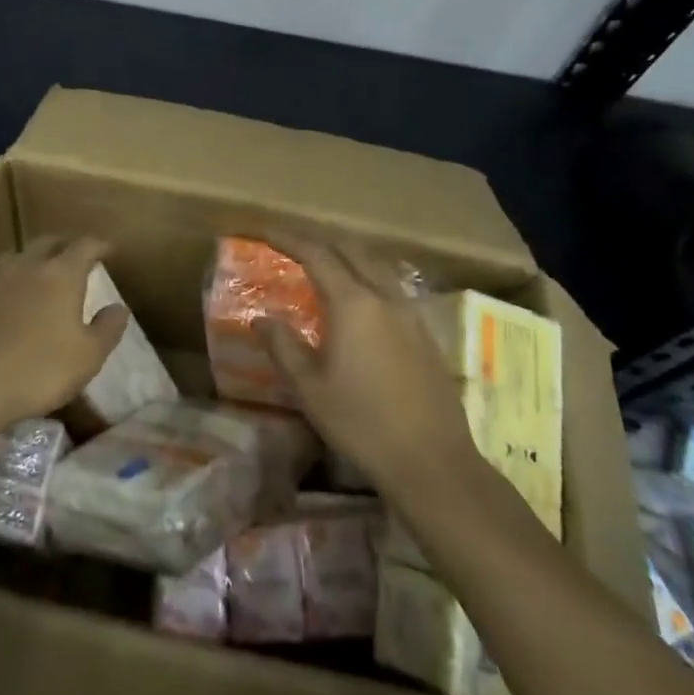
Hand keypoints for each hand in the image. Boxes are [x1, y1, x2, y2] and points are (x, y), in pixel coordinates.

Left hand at [0, 236, 127, 435]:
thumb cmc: (37, 370)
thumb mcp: (87, 357)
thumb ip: (107, 329)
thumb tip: (119, 307)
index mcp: (60, 274)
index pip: (84, 246)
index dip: (99, 245)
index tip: (108, 250)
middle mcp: (27, 266)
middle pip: (48, 242)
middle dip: (64, 245)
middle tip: (75, 256)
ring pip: (17, 257)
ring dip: (33, 261)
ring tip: (41, 276)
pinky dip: (10, 285)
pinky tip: (10, 305)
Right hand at [253, 235, 481, 498]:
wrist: (432, 462)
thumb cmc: (362, 423)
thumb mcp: (310, 388)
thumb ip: (283, 346)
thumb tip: (261, 318)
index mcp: (353, 303)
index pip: (316, 254)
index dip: (288, 239)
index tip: (265, 232)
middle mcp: (384, 297)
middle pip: (351, 250)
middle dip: (320, 240)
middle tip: (293, 244)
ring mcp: (410, 314)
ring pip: (377, 265)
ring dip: (348, 255)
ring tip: (326, 265)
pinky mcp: (425, 333)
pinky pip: (392, 287)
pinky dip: (369, 277)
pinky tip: (361, 301)